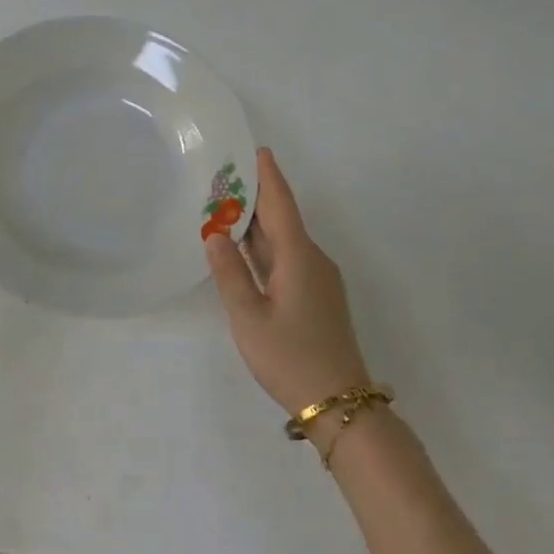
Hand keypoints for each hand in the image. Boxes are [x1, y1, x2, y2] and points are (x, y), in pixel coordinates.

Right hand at [206, 148, 371, 416]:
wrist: (338, 403)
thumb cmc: (290, 357)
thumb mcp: (249, 318)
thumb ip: (230, 274)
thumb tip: (215, 234)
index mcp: (299, 257)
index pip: (281, 205)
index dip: (268, 176)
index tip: (256, 150)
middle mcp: (312, 260)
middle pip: (282, 219)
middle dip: (256, 196)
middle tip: (225, 176)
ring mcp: (317, 279)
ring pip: (284, 240)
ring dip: (258, 223)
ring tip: (227, 205)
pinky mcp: (316, 296)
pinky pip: (287, 258)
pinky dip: (265, 246)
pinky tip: (244, 249)